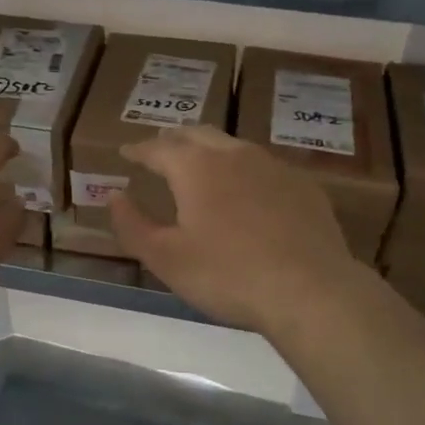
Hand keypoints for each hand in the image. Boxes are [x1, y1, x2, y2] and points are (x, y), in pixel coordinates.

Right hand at [108, 126, 366, 330]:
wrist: (311, 290)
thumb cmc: (228, 275)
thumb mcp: (166, 258)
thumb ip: (133, 225)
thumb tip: (114, 196)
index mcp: (196, 167)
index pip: (158, 148)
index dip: (138, 149)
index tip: (126, 152)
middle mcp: (234, 154)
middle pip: (197, 134)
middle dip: (174, 139)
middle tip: (161, 149)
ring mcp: (273, 166)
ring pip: (233, 145)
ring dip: (210, 149)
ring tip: (200, 163)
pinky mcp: (303, 185)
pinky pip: (264, 166)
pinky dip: (244, 169)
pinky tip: (248, 190)